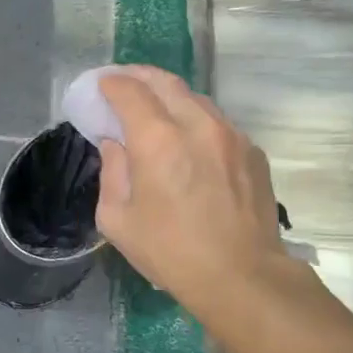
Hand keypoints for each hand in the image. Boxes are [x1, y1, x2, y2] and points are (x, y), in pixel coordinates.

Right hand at [94, 67, 288, 322]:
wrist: (241, 276)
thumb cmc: (169, 251)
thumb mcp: (117, 219)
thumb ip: (111, 172)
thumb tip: (116, 145)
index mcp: (157, 140)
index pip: (130, 91)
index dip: (111, 84)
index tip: (100, 86)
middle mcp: (197, 125)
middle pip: (165, 82)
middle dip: (139, 77)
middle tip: (123, 83)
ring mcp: (231, 135)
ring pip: (196, 98)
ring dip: (170, 96)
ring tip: (154, 107)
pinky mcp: (252, 151)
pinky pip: (218, 122)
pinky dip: (195, 120)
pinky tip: (188, 139)